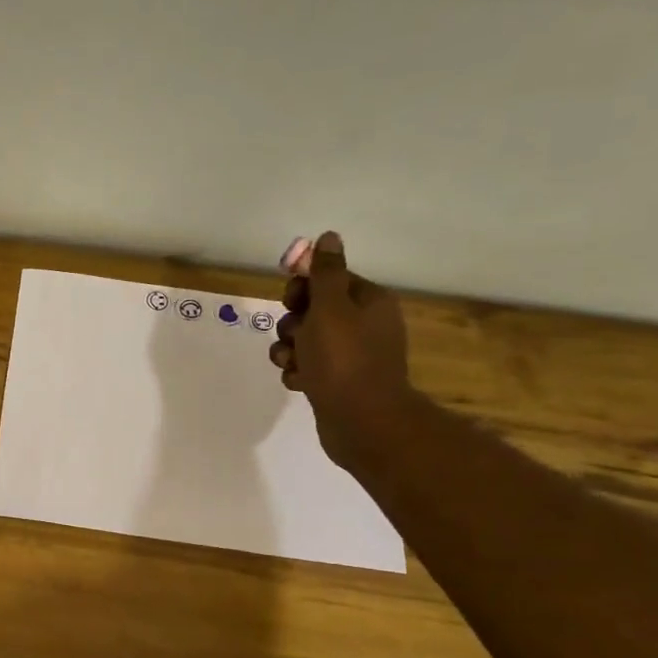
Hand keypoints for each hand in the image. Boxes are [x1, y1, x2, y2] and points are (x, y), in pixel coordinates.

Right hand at [268, 232, 411, 464]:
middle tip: (295, 336)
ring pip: (305, 341)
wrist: (361, 421)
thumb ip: (325, 272)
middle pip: (313, 310)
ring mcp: (351, 356)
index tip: (292, 301)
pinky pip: (308, 367)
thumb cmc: (344, 359)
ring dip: (289, 350)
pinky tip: (299, 382)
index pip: (329, 280)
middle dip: (293, 322)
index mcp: (368, 301)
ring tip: (292, 363)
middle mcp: (363, 325)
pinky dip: (298, 372)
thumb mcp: (330, 307)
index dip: (304, 288)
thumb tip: (329, 237)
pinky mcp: (337, 382)